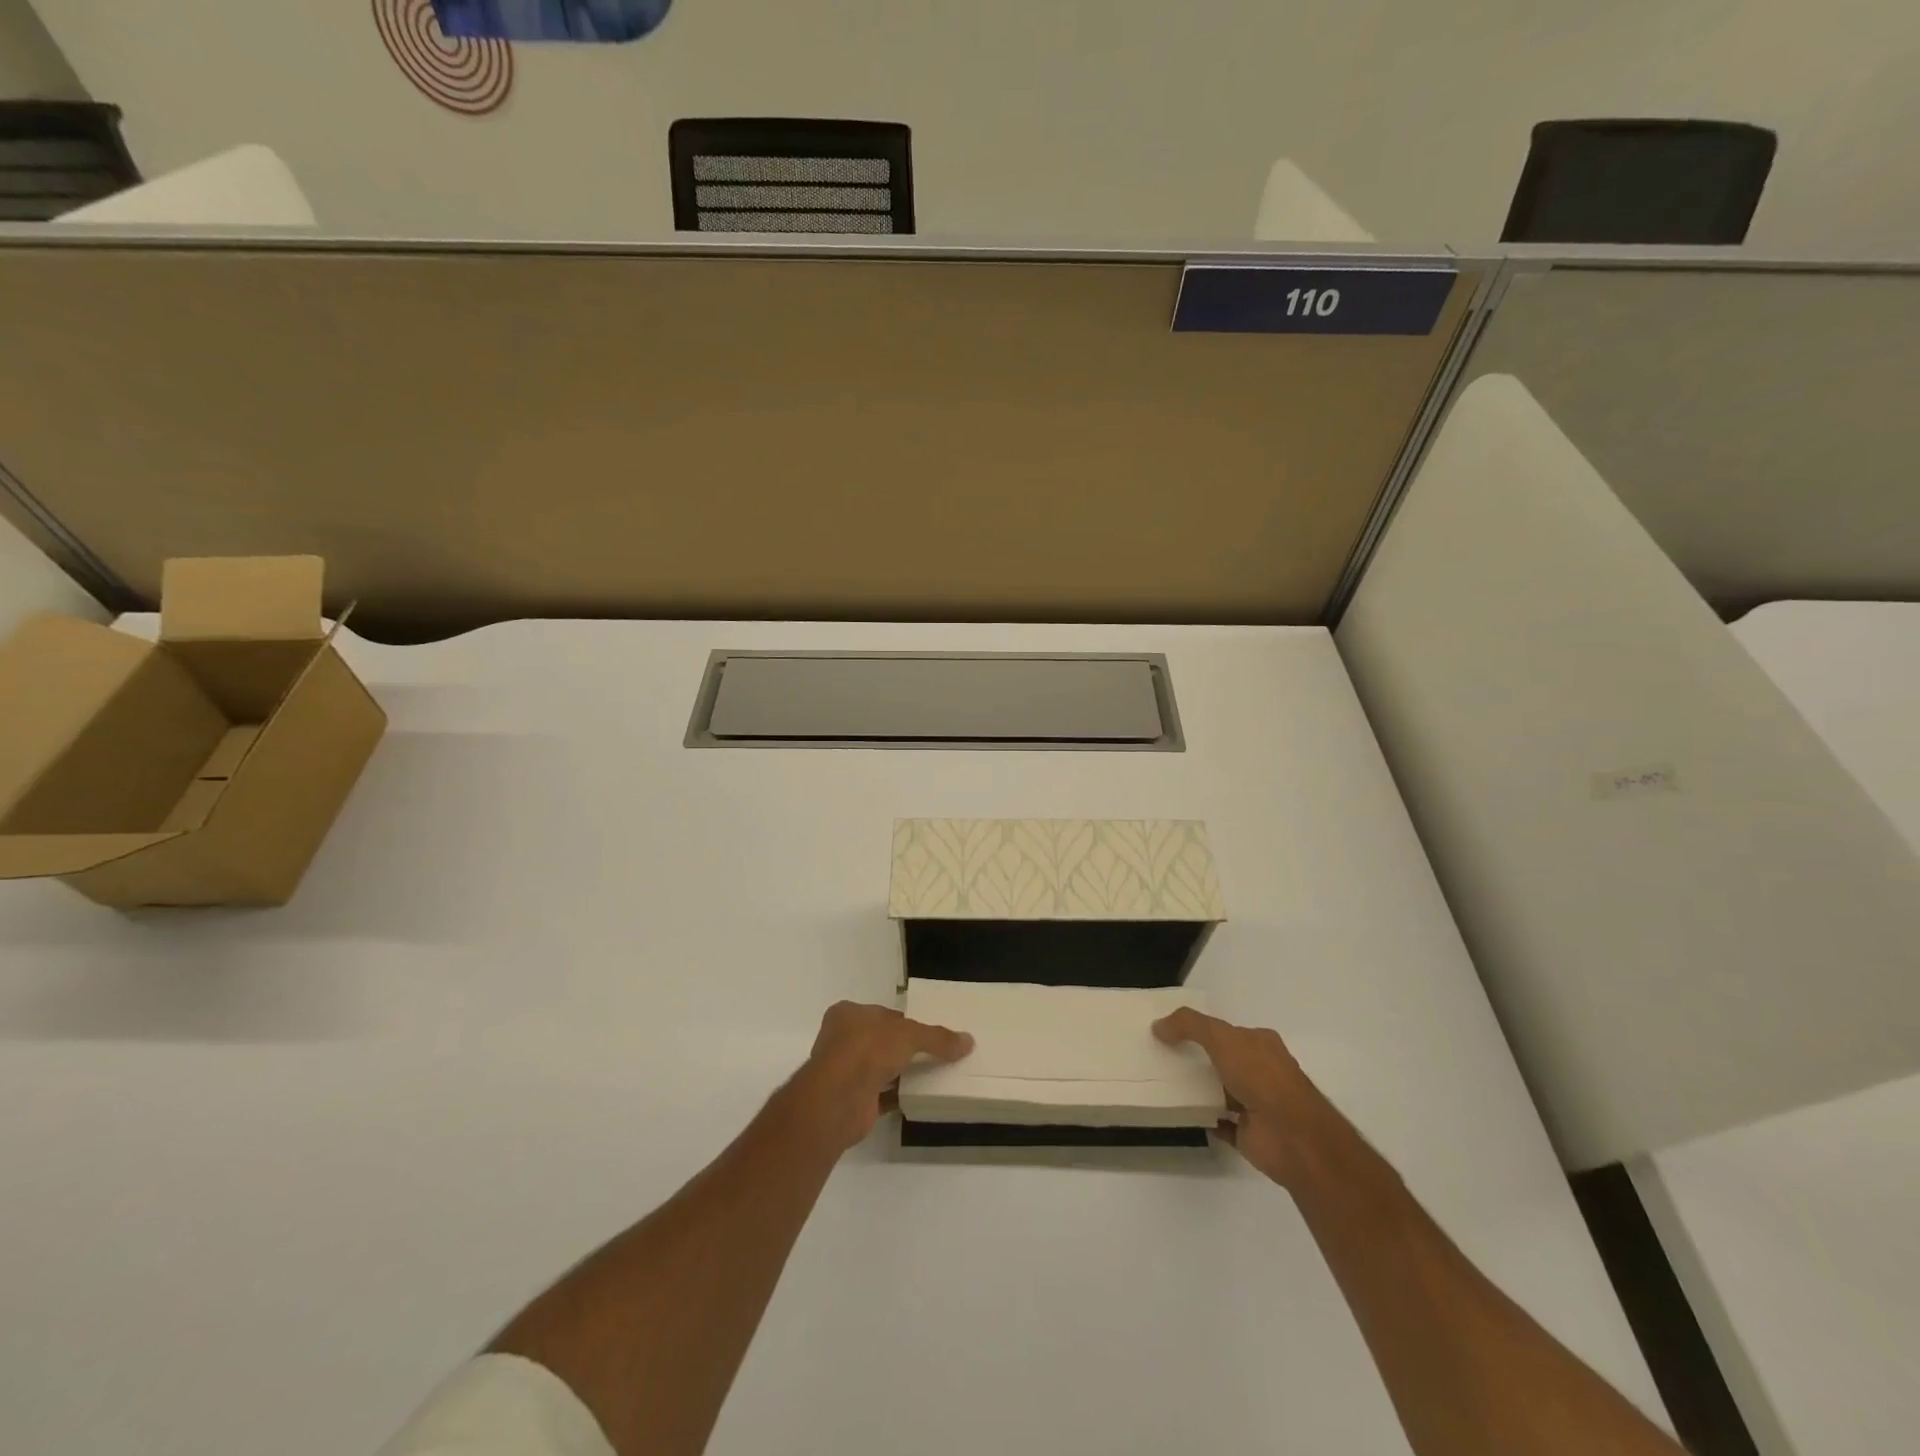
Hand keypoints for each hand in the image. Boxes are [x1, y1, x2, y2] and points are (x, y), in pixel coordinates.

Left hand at [790, 1001, 972, 1151]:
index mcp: (847, 1013)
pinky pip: (879, 1095)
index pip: (882, 1014)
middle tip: (931, 1054)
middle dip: (901, 1048)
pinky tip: (918, 1097)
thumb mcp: (910, 1034)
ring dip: (899, 1073)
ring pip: (878, 1068)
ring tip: (930, 1076)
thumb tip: (968, 1041)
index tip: (925, 1032)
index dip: (903, 1021)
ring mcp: (844, 1071)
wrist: (840, 1097)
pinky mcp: (851, 1100)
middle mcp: (841, 1039)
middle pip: (879, 1041)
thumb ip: (938, 1037)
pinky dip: (896, 1096)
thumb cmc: (868, 1048)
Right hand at [1153, 1008, 1328, 1186]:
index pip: (1229, 1032)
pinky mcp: (1250, 1134)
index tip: (1172, 1032)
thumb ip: (1189, 1025)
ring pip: (1222, 1092)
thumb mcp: (1221, 1037)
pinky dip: (1205, 1120)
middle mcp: (1262, 1072)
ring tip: (1164, 1084)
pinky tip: (1182, 1114)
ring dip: (1200, 1090)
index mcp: (1261, 1044)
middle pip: (1224, 1061)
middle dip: (1198, 1059)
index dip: (1203, 1029)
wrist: (1291, 1135)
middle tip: (1163, 1057)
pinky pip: (1221, 1124)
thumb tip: (1158, 1026)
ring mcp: (1257, 1104)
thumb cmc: (1260, 1076)